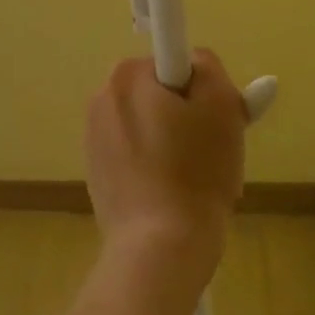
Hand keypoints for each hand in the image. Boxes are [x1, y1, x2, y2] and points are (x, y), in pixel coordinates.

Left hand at [85, 51, 247, 290]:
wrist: (159, 251)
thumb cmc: (196, 171)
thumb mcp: (221, 106)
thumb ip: (210, 69)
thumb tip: (197, 63)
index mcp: (126, 76)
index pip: (174, 63)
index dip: (200, 90)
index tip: (211, 120)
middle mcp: (101, 98)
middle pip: (161, 95)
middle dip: (188, 117)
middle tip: (212, 151)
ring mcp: (93, 138)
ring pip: (150, 127)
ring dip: (174, 145)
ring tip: (196, 181)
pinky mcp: (95, 174)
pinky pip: (136, 156)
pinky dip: (156, 169)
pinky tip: (174, 198)